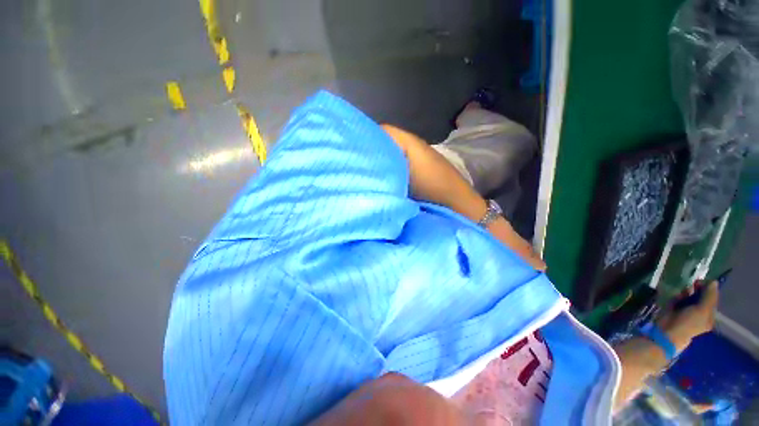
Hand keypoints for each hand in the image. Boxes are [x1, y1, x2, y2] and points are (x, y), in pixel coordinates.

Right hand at [658, 281, 718, 352]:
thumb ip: (709, 296)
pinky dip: (678, 295)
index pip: (711, 298)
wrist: (668, 331)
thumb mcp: (702, 310)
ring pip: (689, 296)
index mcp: (709, 315)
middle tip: (693, 284)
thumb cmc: (689, 322)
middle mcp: (699, 312)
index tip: (703, 283)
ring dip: (687, 292)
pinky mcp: (675, 307)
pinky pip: (679, 298)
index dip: (709, 289)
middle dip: (697, 289)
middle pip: (701, 296)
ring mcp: (686, 309)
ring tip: (684, 292)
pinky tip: (677, 296)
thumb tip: (714, 282)